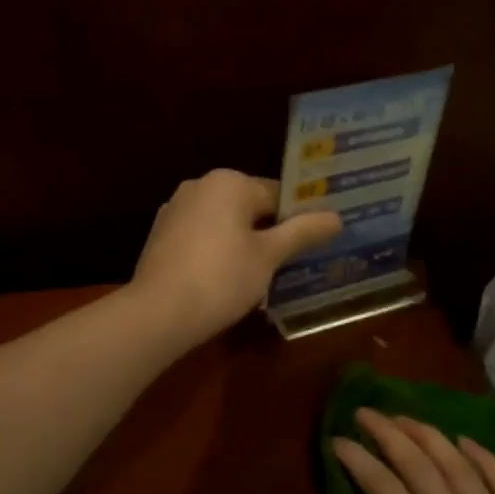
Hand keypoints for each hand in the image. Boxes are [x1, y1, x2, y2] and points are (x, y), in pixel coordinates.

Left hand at [130, 170, 341, 344]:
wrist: (159, 312)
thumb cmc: (222, 277)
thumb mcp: (269, 256)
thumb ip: (302, 232)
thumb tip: (335, 217)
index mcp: (228, 182)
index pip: (277, 194)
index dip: (298, 219)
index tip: (312, 245)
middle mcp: (199, 186)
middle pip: (249, 206)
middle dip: (269, 232)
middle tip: (291, 264)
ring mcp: (175, 209)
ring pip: (223, 222)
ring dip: (243, 243)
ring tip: (262, 277)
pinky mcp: (161, 235)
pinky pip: (201, 237)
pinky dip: (216, 252)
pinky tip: (225, 281)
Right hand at [328, 410, 494, 493]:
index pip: (386, 491)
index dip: (359, 461)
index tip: (337, 439)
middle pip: (420, 468)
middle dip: (389, 435)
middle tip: (366, 412)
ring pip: (460, 467)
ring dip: (430, 436)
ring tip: (406, 417)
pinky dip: (484, 458)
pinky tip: (469, 444)